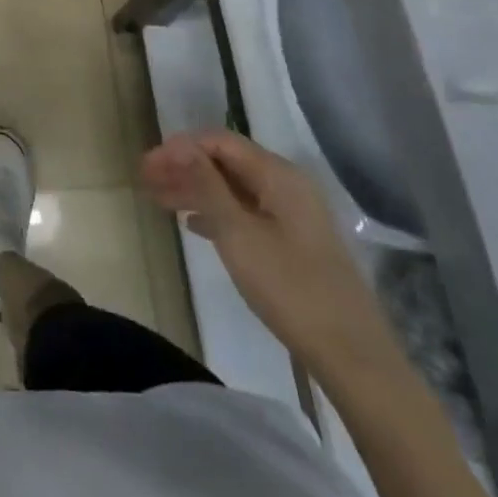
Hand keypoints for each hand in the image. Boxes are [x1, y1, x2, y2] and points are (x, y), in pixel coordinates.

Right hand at [141, 130, 384, 373]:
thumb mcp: (237, 233)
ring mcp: (292, 214)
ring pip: (234, 187)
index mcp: (277, 175)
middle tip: (145, 182)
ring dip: (196, 189)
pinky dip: (216, 211)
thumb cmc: (290, 287)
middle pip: (226, 162)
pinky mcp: (293, 241)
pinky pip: (245, 211)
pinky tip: (193, 225)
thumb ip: (206, 184)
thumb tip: (178, 145)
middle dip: (184, 167)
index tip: (146, 166)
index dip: (179, 148)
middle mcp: (287, 184)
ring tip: (159, 201)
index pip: (219, 141)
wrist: (352, 354)